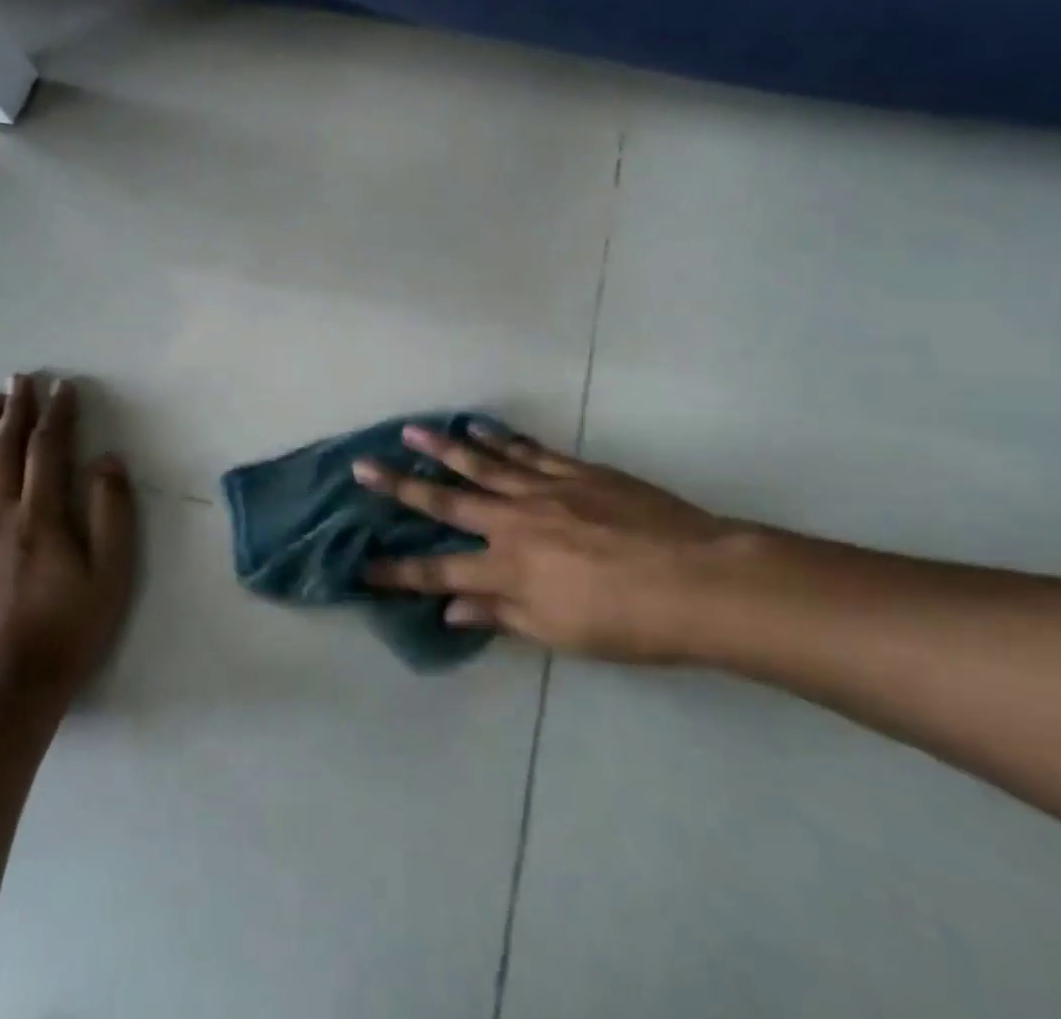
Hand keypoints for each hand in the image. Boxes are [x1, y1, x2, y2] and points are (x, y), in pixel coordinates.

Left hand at [0, 375, 135, 708]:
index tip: (64, 386)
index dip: (58, 415)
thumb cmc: (72, 626)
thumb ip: (111, 512)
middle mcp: (1, 516)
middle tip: (20, 378)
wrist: (14, 686)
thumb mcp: (111, 571)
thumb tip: (106, 461)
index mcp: (42, 515)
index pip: (49, 450)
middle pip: (7, 451)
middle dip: (16, 411)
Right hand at [354, 423, 741, 663]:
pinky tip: (478, 428)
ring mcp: (544, 489)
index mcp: (508, 568)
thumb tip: (452, 609)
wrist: (698, 579)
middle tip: (363, 465)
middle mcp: (514, 521)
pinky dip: (498, 439)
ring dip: (442, 447)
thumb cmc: (628, 622)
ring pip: (482, 463)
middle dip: (400, 486)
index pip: (438, 571)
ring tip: (411, 429)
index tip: (362, 565)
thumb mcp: (560, 633)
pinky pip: (527, 450)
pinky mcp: (574, 471)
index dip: (397, 570)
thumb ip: (502, 615)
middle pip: (446, 500)